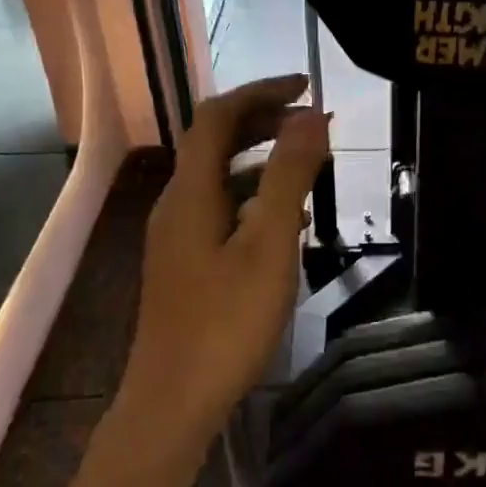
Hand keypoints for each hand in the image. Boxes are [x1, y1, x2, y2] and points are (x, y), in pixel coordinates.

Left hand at [122, 74, 329, 439]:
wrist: (174, 400)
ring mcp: (176, 239)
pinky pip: (221, 213)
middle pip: (213, 144)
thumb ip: (290, 178)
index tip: (307, 86)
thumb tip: (310, 117)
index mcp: (191, 193)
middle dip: (262, 123)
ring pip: (220, 181)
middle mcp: (176, 206)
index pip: (217, 117)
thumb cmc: (226, 323)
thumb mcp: (268, 246)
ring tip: (309, 168)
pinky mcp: (185, 267)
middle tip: (311, 123)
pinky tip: (287, 224)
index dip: (260, 92)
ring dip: (262, 163)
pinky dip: (255, 201)